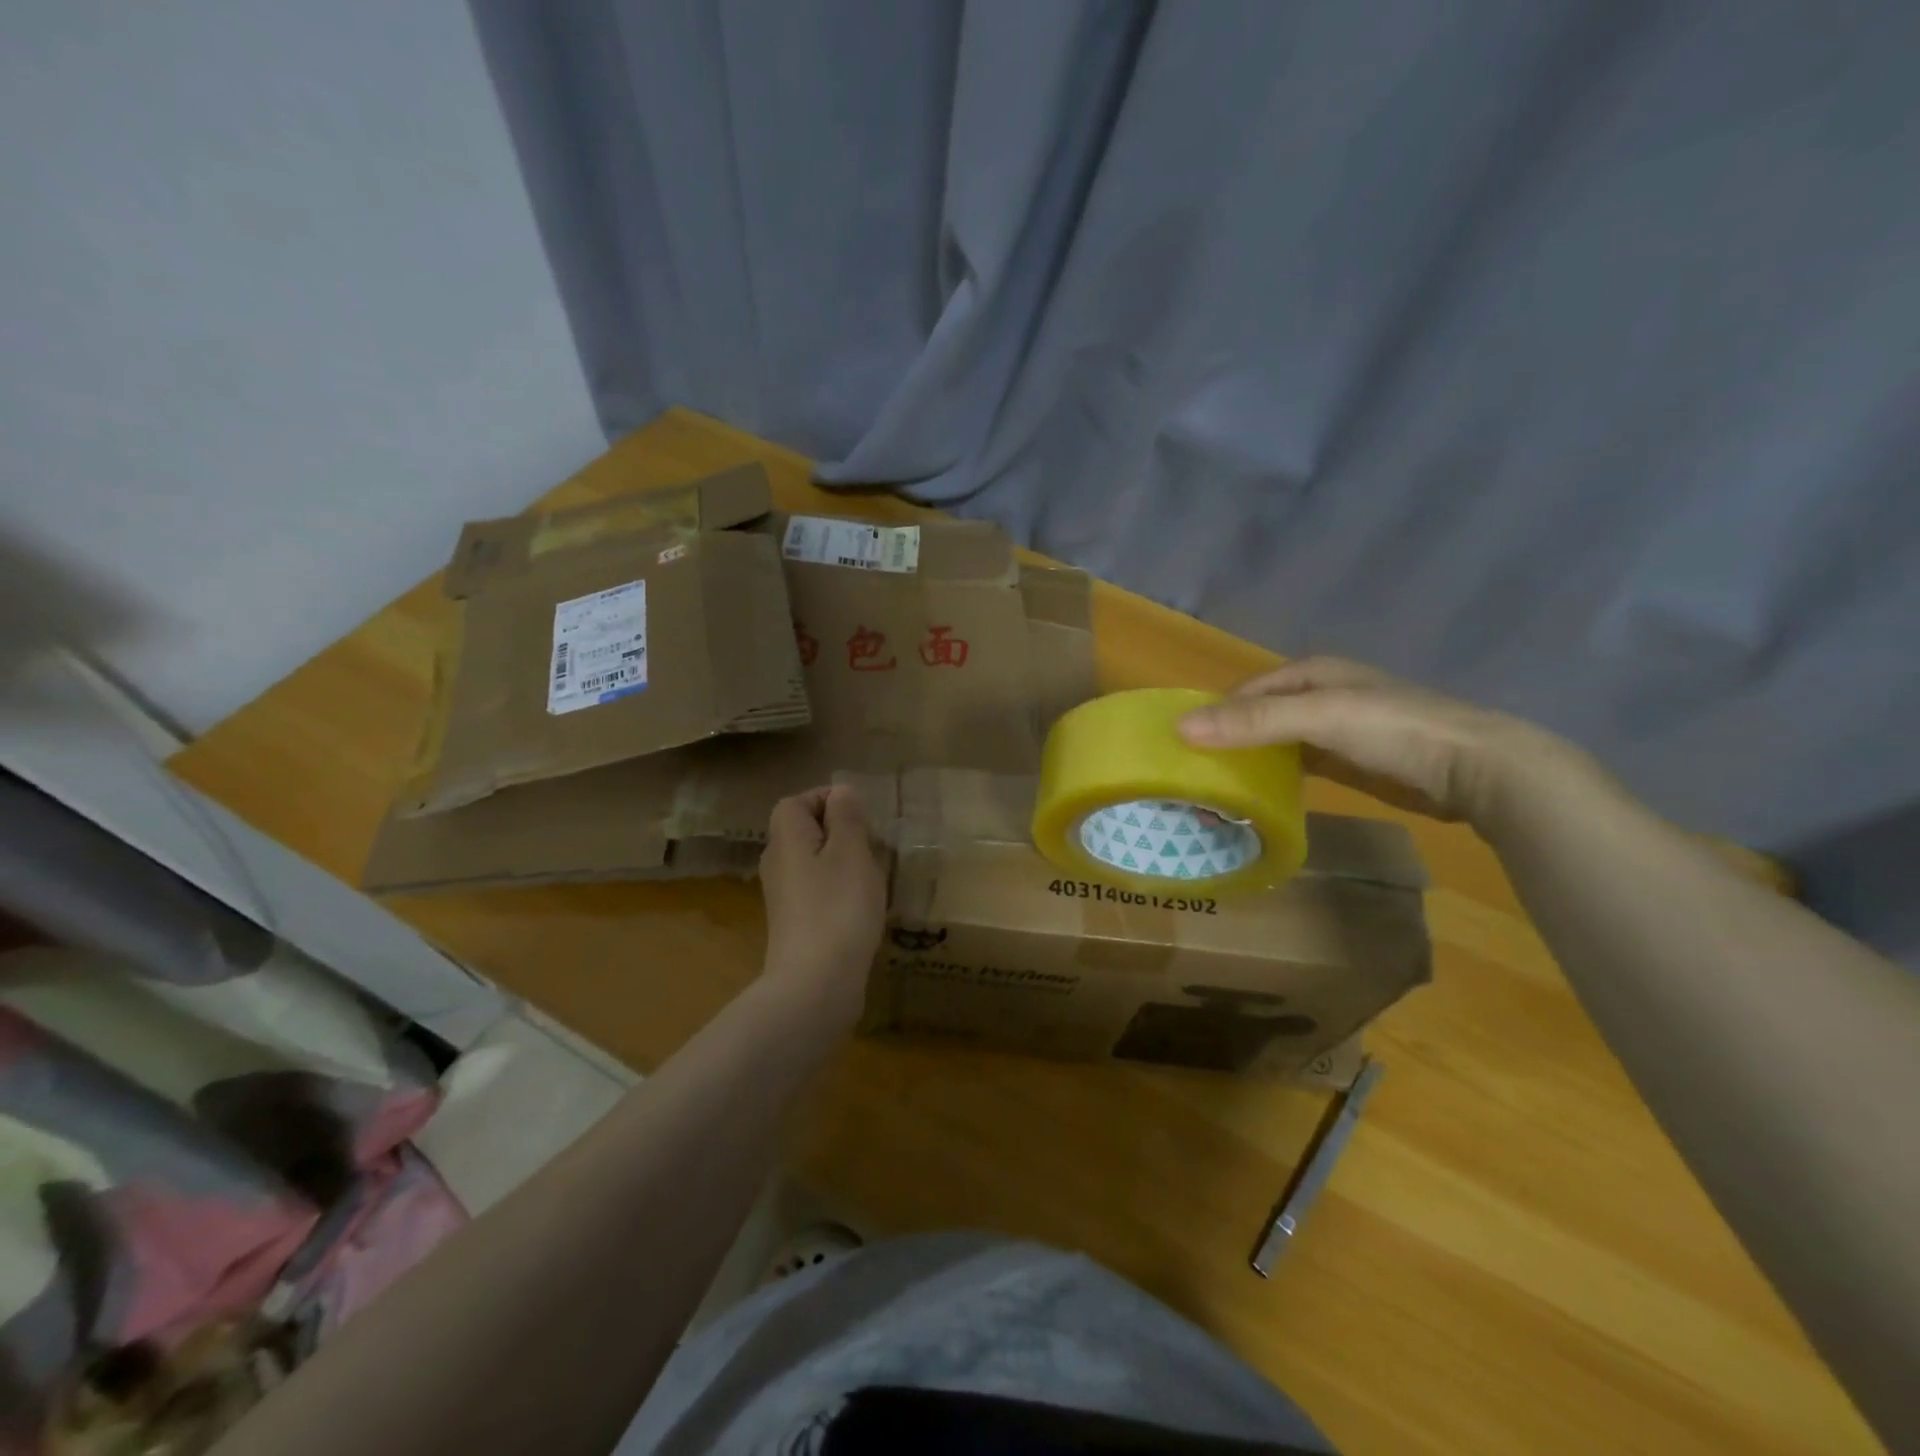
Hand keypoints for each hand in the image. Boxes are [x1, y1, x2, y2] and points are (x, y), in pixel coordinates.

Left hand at [759, 785, 886, 1026]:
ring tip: (873, 877)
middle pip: (805, 831)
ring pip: (814, 862)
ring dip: (844, 863)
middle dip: (841, 832)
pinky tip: (863, 909)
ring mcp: (784, 896)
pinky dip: (839, 892)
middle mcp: (777, 863)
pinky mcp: (795, 924)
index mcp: (787, 838)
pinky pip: (818, 891)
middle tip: (873, 846)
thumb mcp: (851, 852)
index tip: (862, 817)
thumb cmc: (838, 907)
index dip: (828, 800)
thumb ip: (847, 817)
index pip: (797, 801)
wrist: (816, 983)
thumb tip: (841, 792)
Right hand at [1177, 657, 1589, 828]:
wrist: (1475, 768)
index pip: (1243, 693)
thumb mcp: (1318, 717)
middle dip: (1226, 742)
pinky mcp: (1347, 762)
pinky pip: (1296, 767)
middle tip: (1195, 777)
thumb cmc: (1393, 729)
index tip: (1181, 750)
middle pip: (1256, 717)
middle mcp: (1317, 696)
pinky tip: (1256, 798)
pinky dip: (1274, 779)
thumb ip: (1252, 722)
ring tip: (1216, 792)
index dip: (1212, 716)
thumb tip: (1180, 727)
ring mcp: (1334, 730)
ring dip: (1247, 763)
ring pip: (1274, 744)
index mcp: (1309, 673)